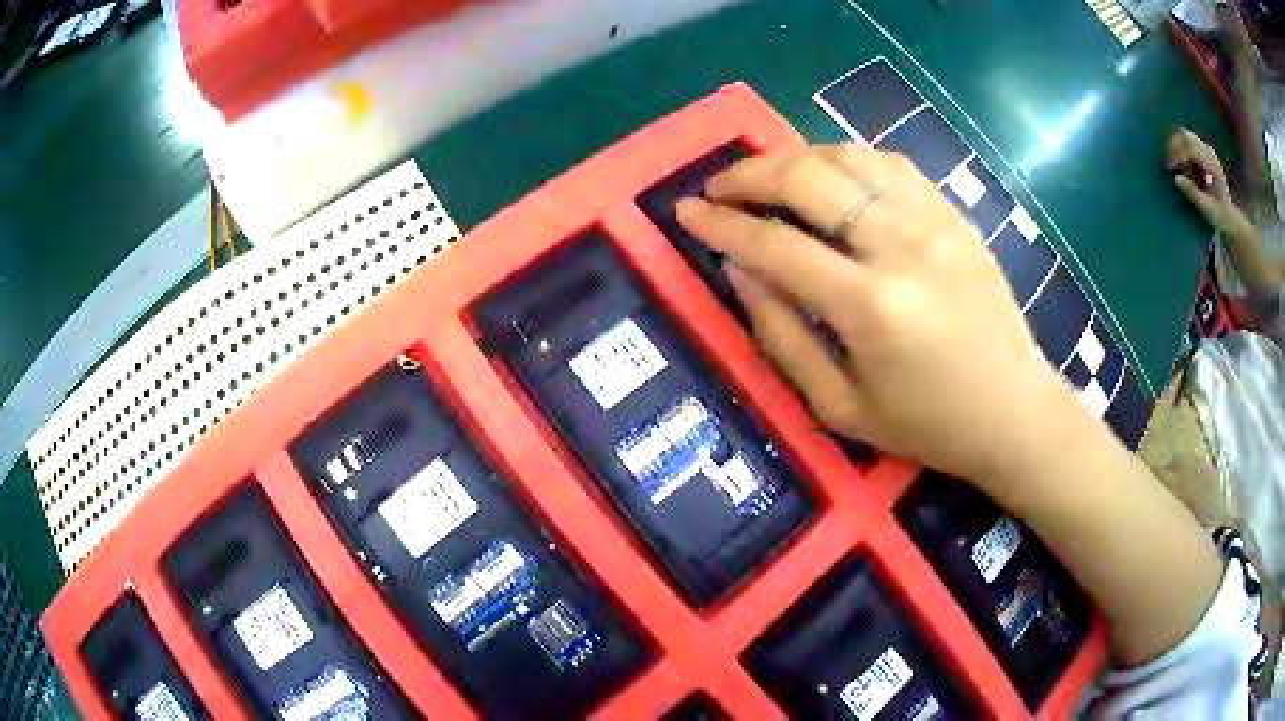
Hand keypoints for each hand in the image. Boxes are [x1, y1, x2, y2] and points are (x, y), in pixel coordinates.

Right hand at [675, 144, 1073, 489]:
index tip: (685, 211)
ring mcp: (933, 221)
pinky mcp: (953, 214)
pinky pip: (889, 163)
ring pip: (847, 157)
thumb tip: (738, 271)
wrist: (1012, 410)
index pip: (774, 244)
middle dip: (749, 174)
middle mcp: (900, 246)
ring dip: (795, 157)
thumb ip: (781, 335)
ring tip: (766, 176)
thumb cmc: (926, 424)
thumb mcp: (840, 406)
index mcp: (870, 306)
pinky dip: (846, 158)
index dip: (720, 224)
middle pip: (808, 179)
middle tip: (718, 187)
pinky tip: (829, 175)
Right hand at [1167, 127, 1235, 228]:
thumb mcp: (1207, 209)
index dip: (1178, 155)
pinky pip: (1186, 141)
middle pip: (1186, 136)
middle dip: (1174, 146)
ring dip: (1176, 148)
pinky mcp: (1202, 151)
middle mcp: (1208, 151)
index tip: (1169, 167)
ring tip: (1175, 166)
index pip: (1191, 149)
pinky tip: (1181, 166)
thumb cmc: (1219, 215)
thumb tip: (1176, 178)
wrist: (1229, 215)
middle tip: (1168, 163)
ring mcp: (1205, 149)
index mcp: (1212, 164)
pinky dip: (1180, 150)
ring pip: (1184, 136)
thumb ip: (1193, 194)